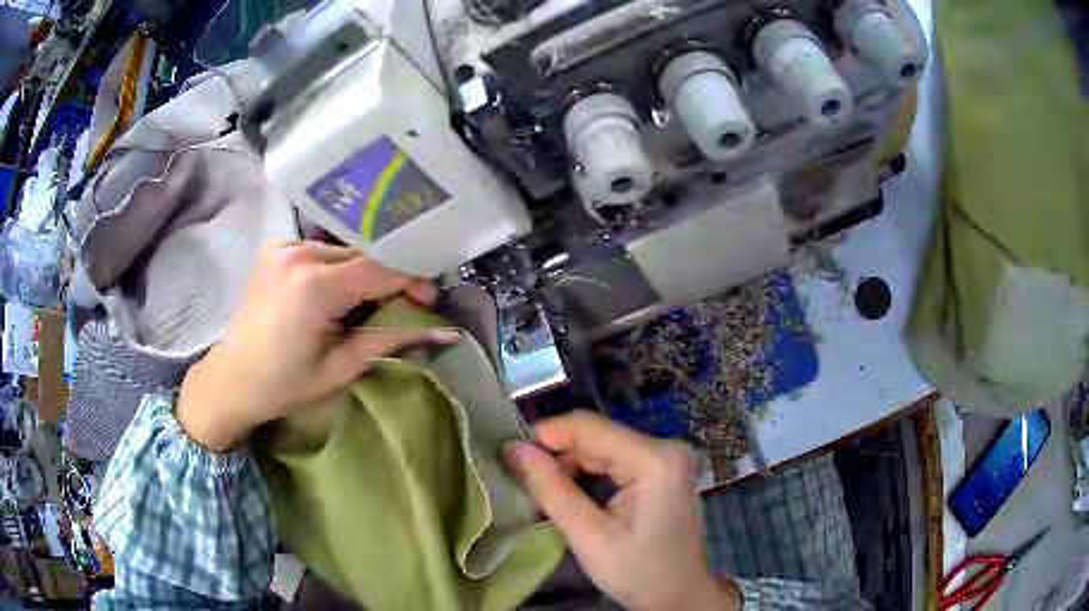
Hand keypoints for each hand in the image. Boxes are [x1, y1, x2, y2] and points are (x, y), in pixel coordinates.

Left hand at [178, 241, 458, 451]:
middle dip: (388, 279)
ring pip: (344, 251)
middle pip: (364, 254)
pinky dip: (338, 270)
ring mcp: (284, 246)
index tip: (429, 302)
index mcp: (314, 287)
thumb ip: (391, 340)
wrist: (232, 379)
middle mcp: (298, 254)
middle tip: (398, 310)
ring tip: (361, 308)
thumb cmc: (285, 385)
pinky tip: (334, 297)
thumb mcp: (342, 369)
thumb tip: (447, 333)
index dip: (412, 280)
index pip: (381, 266)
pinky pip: (323, 252)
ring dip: (363, 274)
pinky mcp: (276, 248)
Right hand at [504, 411, 740, 610]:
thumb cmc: (638, 572)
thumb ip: (550, 489)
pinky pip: (614, 462)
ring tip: (543, 496)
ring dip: (569, 469)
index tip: (509, 456)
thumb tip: (512, 449)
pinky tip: (570, 497)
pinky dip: (587, 477)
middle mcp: (665, 447)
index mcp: (655, 459)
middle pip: (595, 438)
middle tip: (524, 486)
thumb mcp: (589, 536)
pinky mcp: (660, 472)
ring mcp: (665, 459)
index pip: (589, 427)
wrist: (680, 596)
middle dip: (556, 458)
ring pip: (601, 449)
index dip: (545, 435)